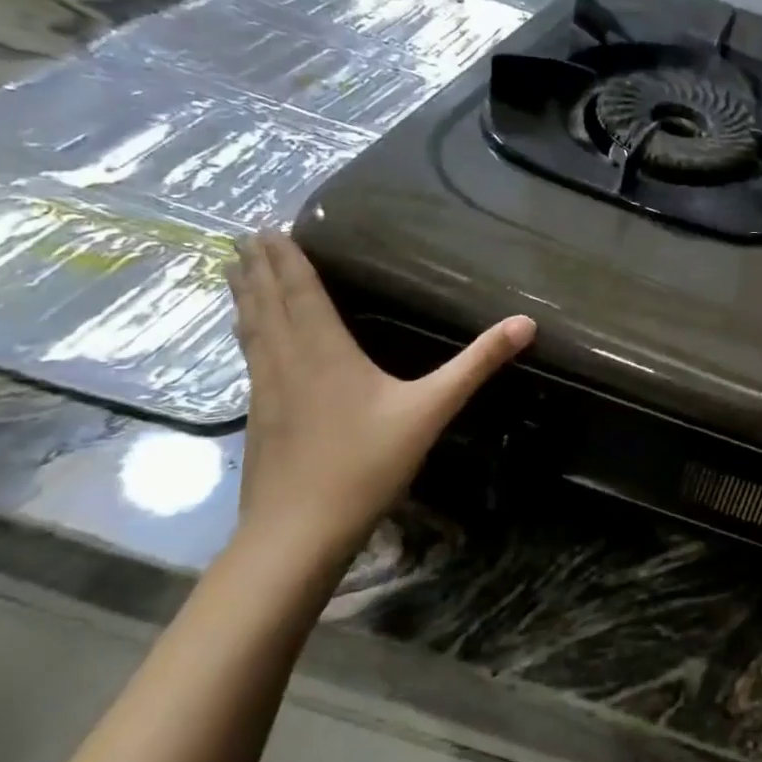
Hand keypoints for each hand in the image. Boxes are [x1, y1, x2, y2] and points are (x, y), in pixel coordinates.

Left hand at [227, 231, 534, 566]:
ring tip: (236, 273)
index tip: (268, 229)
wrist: (297, 532)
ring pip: (252, 331)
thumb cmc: (366, 463)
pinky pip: (252, 357)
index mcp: (323, 352)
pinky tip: (252, 340)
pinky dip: (249, 333)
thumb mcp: (432, 409)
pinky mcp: (259, 418)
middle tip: (246, 238)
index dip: (286, 260)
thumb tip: (525, 323)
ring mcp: (266, 391)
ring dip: (246, 298)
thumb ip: (476, 364)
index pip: (300, 293)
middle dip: (258, 269)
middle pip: (267, 305)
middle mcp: (286, 362)